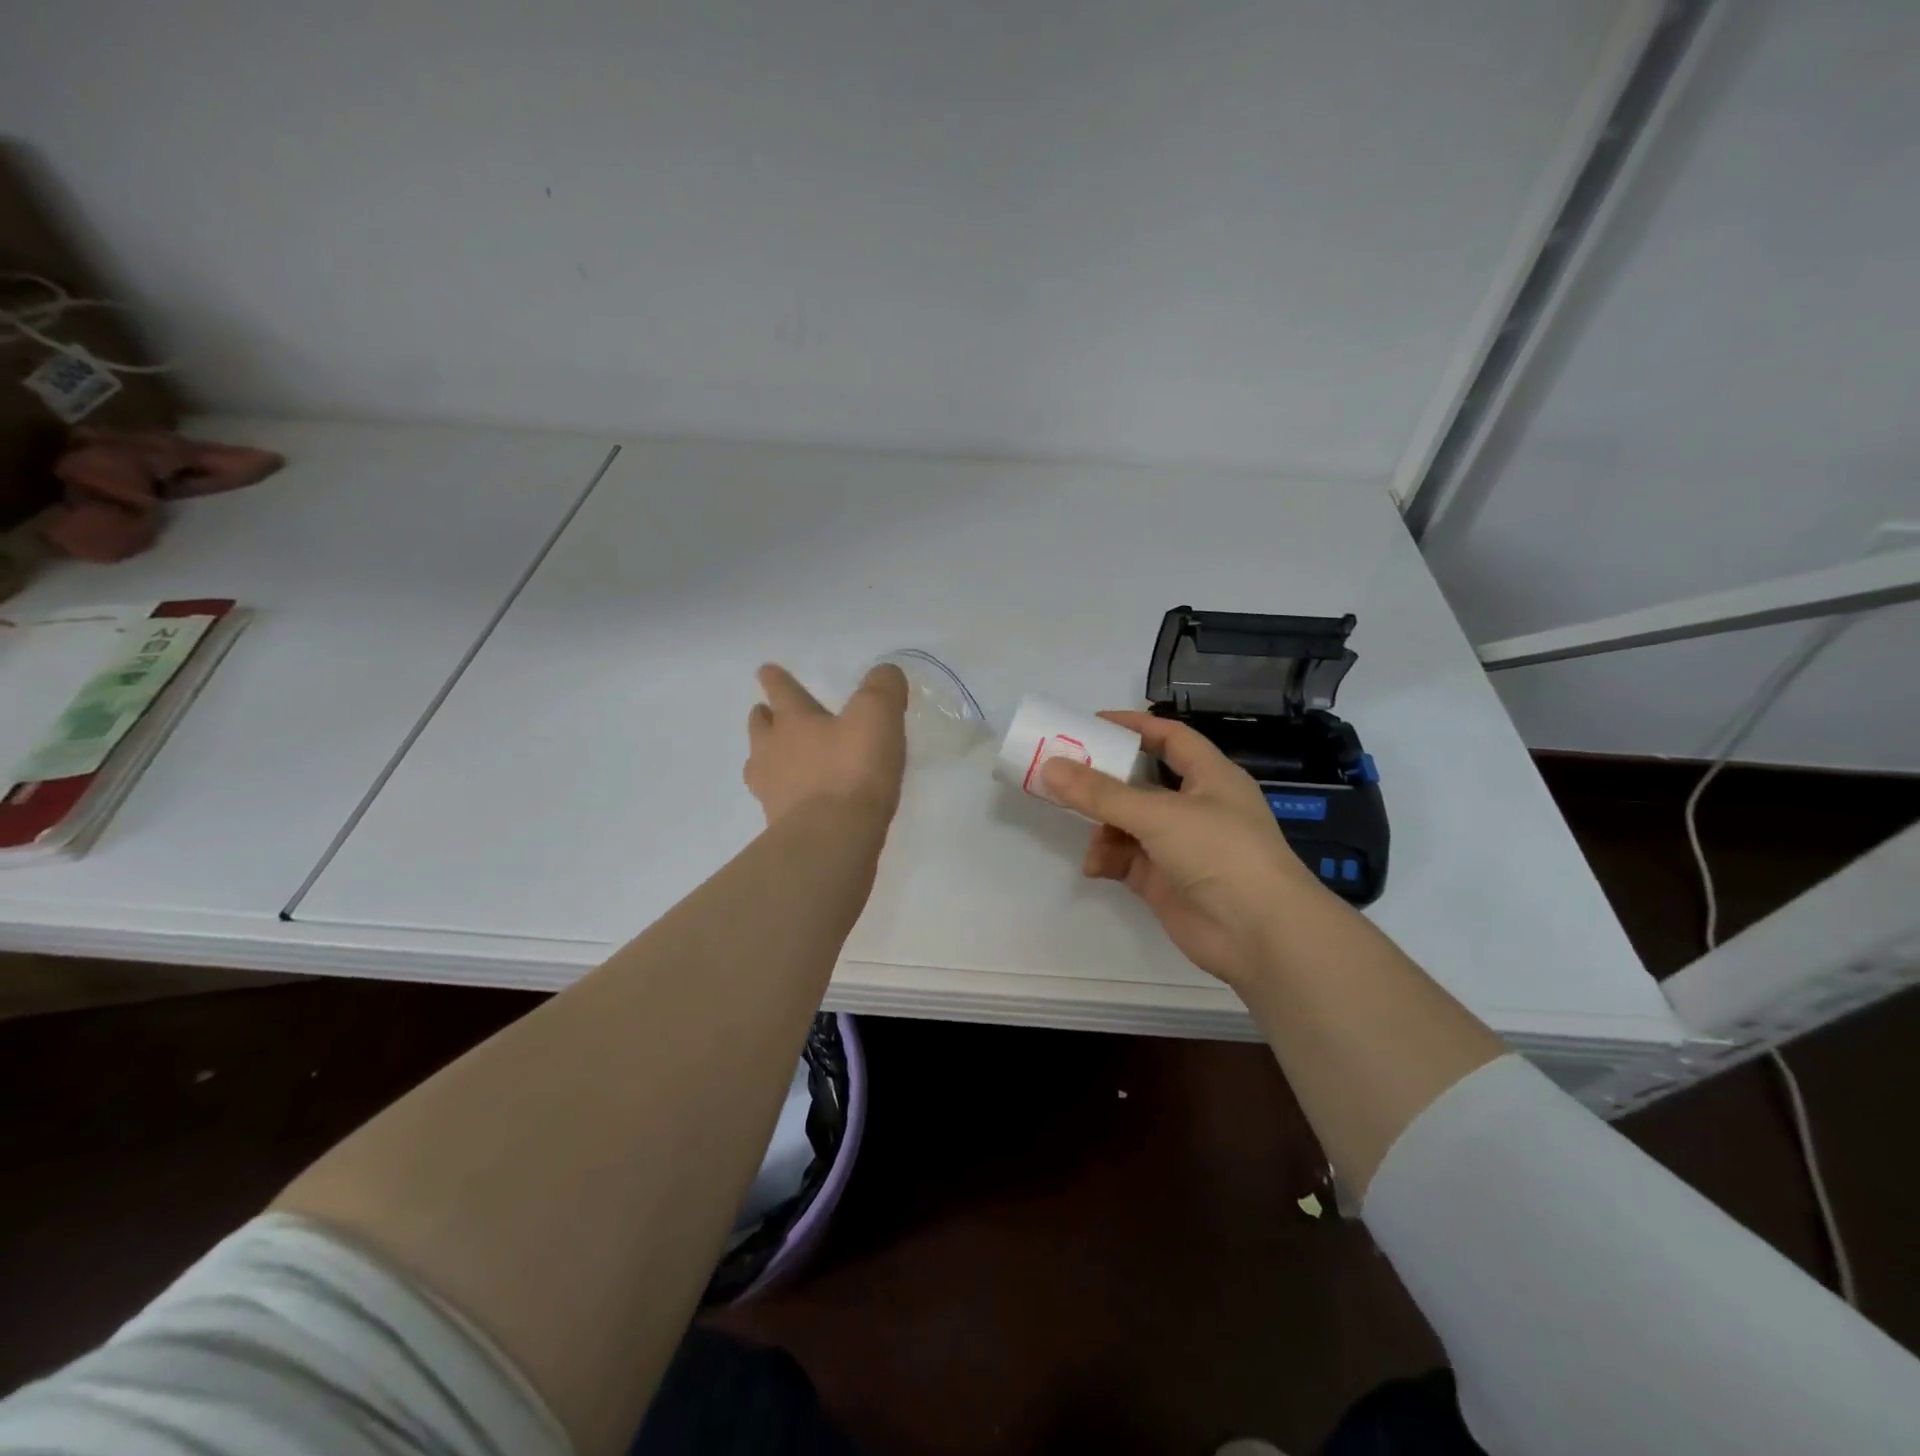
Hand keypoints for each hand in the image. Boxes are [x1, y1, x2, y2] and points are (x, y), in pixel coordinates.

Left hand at [745, 663, 908, 826]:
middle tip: (767, 714)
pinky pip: (777, 801)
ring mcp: (772, 792)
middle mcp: (772, 752)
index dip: (775, 679)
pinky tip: (802, 800)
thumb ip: (883, 688)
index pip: (781, 691)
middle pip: (760, 728)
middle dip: (764, 718)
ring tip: (780, 759)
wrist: (832, 839)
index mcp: (793, 721)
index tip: (766, 670)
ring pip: (760, 766)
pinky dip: (785, 795)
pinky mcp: (780, 826)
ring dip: (767, 757)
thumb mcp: (877, 716)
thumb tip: (885, 673)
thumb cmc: (852, 770)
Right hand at [1042, 712, 1322, 988]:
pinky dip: (1109, 859)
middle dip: (1105, 781)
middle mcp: (1196, 807)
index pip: (1170, 737)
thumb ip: (1101, 793)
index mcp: (1210, 776)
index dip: (1133, 726)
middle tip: (1064, 775)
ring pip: (1129, 823)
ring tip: (1086, 833)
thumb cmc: (1219, 853)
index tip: (1091, 724)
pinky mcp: (1165, 881)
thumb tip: (1050, 767)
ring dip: (1104, 826)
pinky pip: (1127, 860)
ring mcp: (1180, 846)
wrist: (1259, 934)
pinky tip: (1096, 866)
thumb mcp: (1158, 814)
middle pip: (1141, 782)